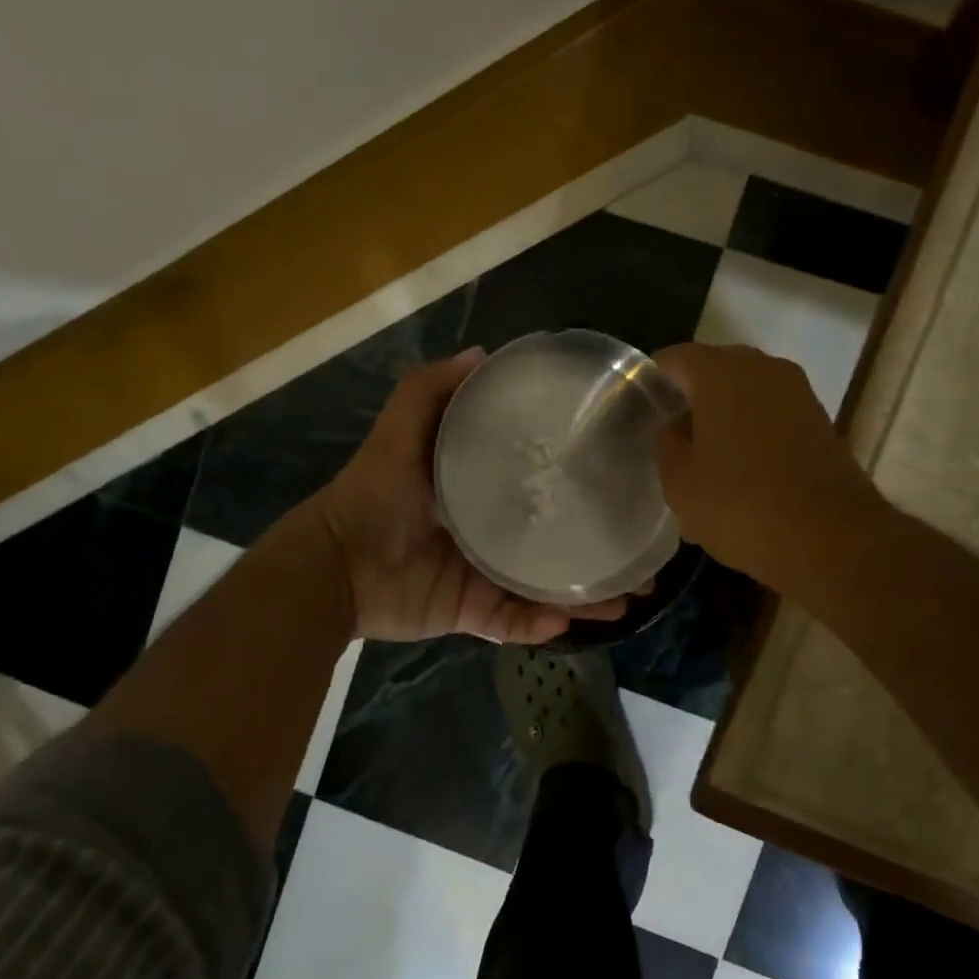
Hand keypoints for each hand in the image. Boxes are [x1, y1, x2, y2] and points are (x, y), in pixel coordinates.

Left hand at [314, 349, 631, 642]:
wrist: (335, 566)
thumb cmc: (373, 494)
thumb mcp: (401, 430)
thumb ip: (431, 389)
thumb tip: (483, 353)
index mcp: (483, 489)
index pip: (544, 482)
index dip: (584, 484)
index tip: (626, 481)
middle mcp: (493, 531)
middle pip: (558, 539)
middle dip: (601, 549)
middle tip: (643, 555)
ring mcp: (485, 576)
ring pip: (547, 587)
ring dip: (588, 596)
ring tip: (628, 596)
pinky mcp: (471, 613)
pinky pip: (513, 622)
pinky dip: (539, 625)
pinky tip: (567, 619)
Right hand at [654, 343, 882, 601]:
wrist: (831, 538)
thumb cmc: (742, 504)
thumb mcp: (680, 483)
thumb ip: (666, 445)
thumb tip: (673, 428)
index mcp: (721, 372)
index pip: (673, 359)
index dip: (652, 382)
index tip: (638, 410)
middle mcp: (762, 368)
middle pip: (712, 371)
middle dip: (688, 398)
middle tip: (667, 434)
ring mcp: (797, 392)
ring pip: (745, 393)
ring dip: (722, 416)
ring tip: (703, 456)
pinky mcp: (819, 420)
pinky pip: (771, 413)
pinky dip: (751, 431)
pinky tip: (739, 469)